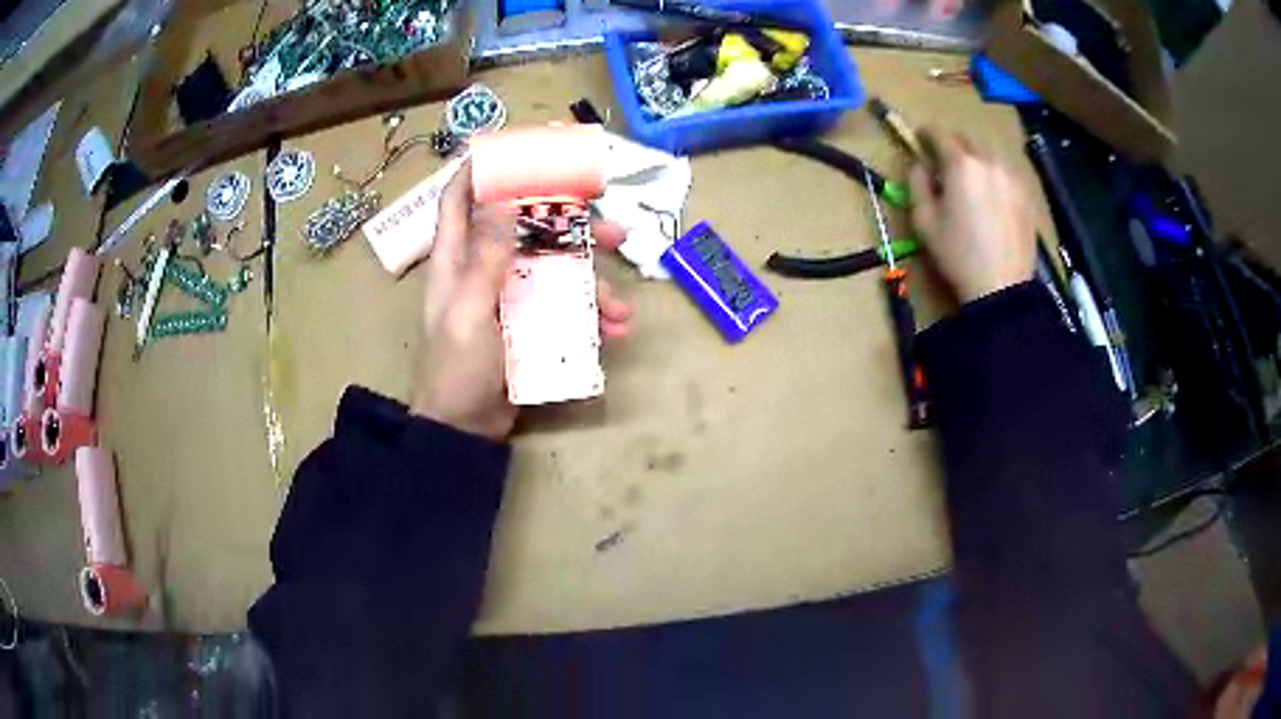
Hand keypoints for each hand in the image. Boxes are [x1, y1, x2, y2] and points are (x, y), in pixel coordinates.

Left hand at [410, 162, 632, 439]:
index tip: (519, 147)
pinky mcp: (528, 322)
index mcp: (457, 258)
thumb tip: (502, 196)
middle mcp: (483, 267)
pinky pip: (563, 306)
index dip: (483, 169)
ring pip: (554, 268)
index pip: (461, 198)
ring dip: (592, 282)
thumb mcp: (470, 310)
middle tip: (612, 232)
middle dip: (569, 226)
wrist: (465, 429)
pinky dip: (589, 315)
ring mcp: (508, 295)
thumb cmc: (457, 369)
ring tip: (622, 306)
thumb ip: (486, 256)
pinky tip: (613, 331)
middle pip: (526, 228)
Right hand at [908, 130, 1036, 303]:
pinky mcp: (1026, 195)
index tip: (919, 141)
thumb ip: (917, 184)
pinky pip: (1005, 172)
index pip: (939, 133)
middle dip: (953, 146)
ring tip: (971, 181)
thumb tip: (920, 166)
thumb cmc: (958, 256)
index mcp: (961, 164)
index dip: (925, 134)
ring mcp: (1012, 177)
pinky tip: (991, 197)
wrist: (1002, 288)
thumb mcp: (924, 221)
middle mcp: (989, 161)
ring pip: (989, 154)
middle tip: (944, 164)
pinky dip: (994, 175)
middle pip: (967, 139)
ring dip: (976, 159)